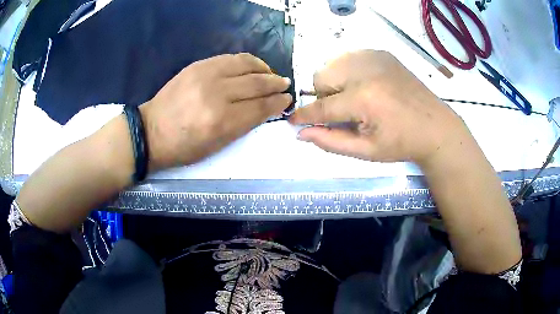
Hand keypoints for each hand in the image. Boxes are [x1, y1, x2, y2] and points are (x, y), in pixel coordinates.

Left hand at [140, 53, 291, 169]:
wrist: (151, 132)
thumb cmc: (184, 147)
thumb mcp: (216, 146)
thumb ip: (242, 126)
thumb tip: (264, 108)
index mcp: (222, 122)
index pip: (260, 107)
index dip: (277, 103)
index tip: (287, 100)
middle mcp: (217, 95)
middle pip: (256, 84)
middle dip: (275, 84)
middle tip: (285, 84)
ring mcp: (206, 76)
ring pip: (246, 65)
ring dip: (264, 69)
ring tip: (271, 74)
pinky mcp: (198, 66)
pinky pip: (230, 58)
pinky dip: (246, 61)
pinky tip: (252, 66)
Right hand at [290, 50, 466, 165]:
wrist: (435, 127)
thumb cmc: (402, 144)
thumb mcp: (366, 151)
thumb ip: (330, 141)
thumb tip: (302, 133)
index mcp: (363, 99)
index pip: (322, 106)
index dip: (304, 116)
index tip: (292, 121)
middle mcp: (365, 70)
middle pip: (321, 77)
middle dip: (324, 97)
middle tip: (343, 112)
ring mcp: (374, 58)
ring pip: (333, 64)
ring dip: (335, 83)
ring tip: (354, 99)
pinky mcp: (381, 53)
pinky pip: (349, 58)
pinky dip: (348, 72)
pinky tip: (365, 86)